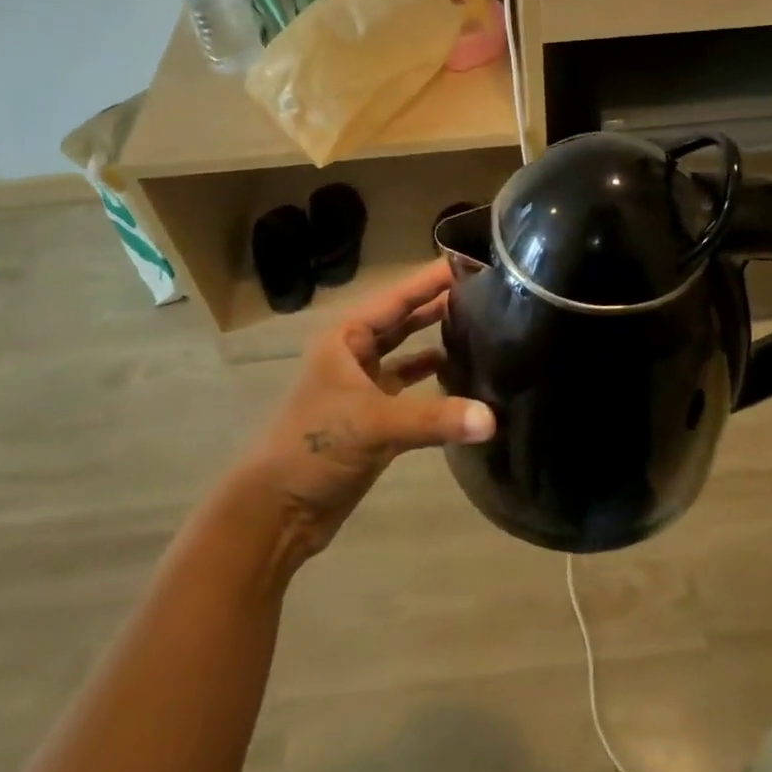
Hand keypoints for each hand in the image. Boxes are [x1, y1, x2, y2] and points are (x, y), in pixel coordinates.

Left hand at [243, 260, 494, 566]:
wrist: (278, 512)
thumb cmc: (313, 448)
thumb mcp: (372, 424)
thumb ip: (434, 418)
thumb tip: (493, 420)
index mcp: (347, 339)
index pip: (398, 297)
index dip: (432, 279)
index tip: (473, 260)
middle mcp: (356, 355)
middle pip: (404, 319)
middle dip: (440, 304)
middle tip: (489, 290)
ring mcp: (365, 387)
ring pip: (409, 352)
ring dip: (439, 340)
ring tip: (485, 326)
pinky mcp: (376, 419)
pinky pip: (412, 389)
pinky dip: (435, 381)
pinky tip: (465, 376)